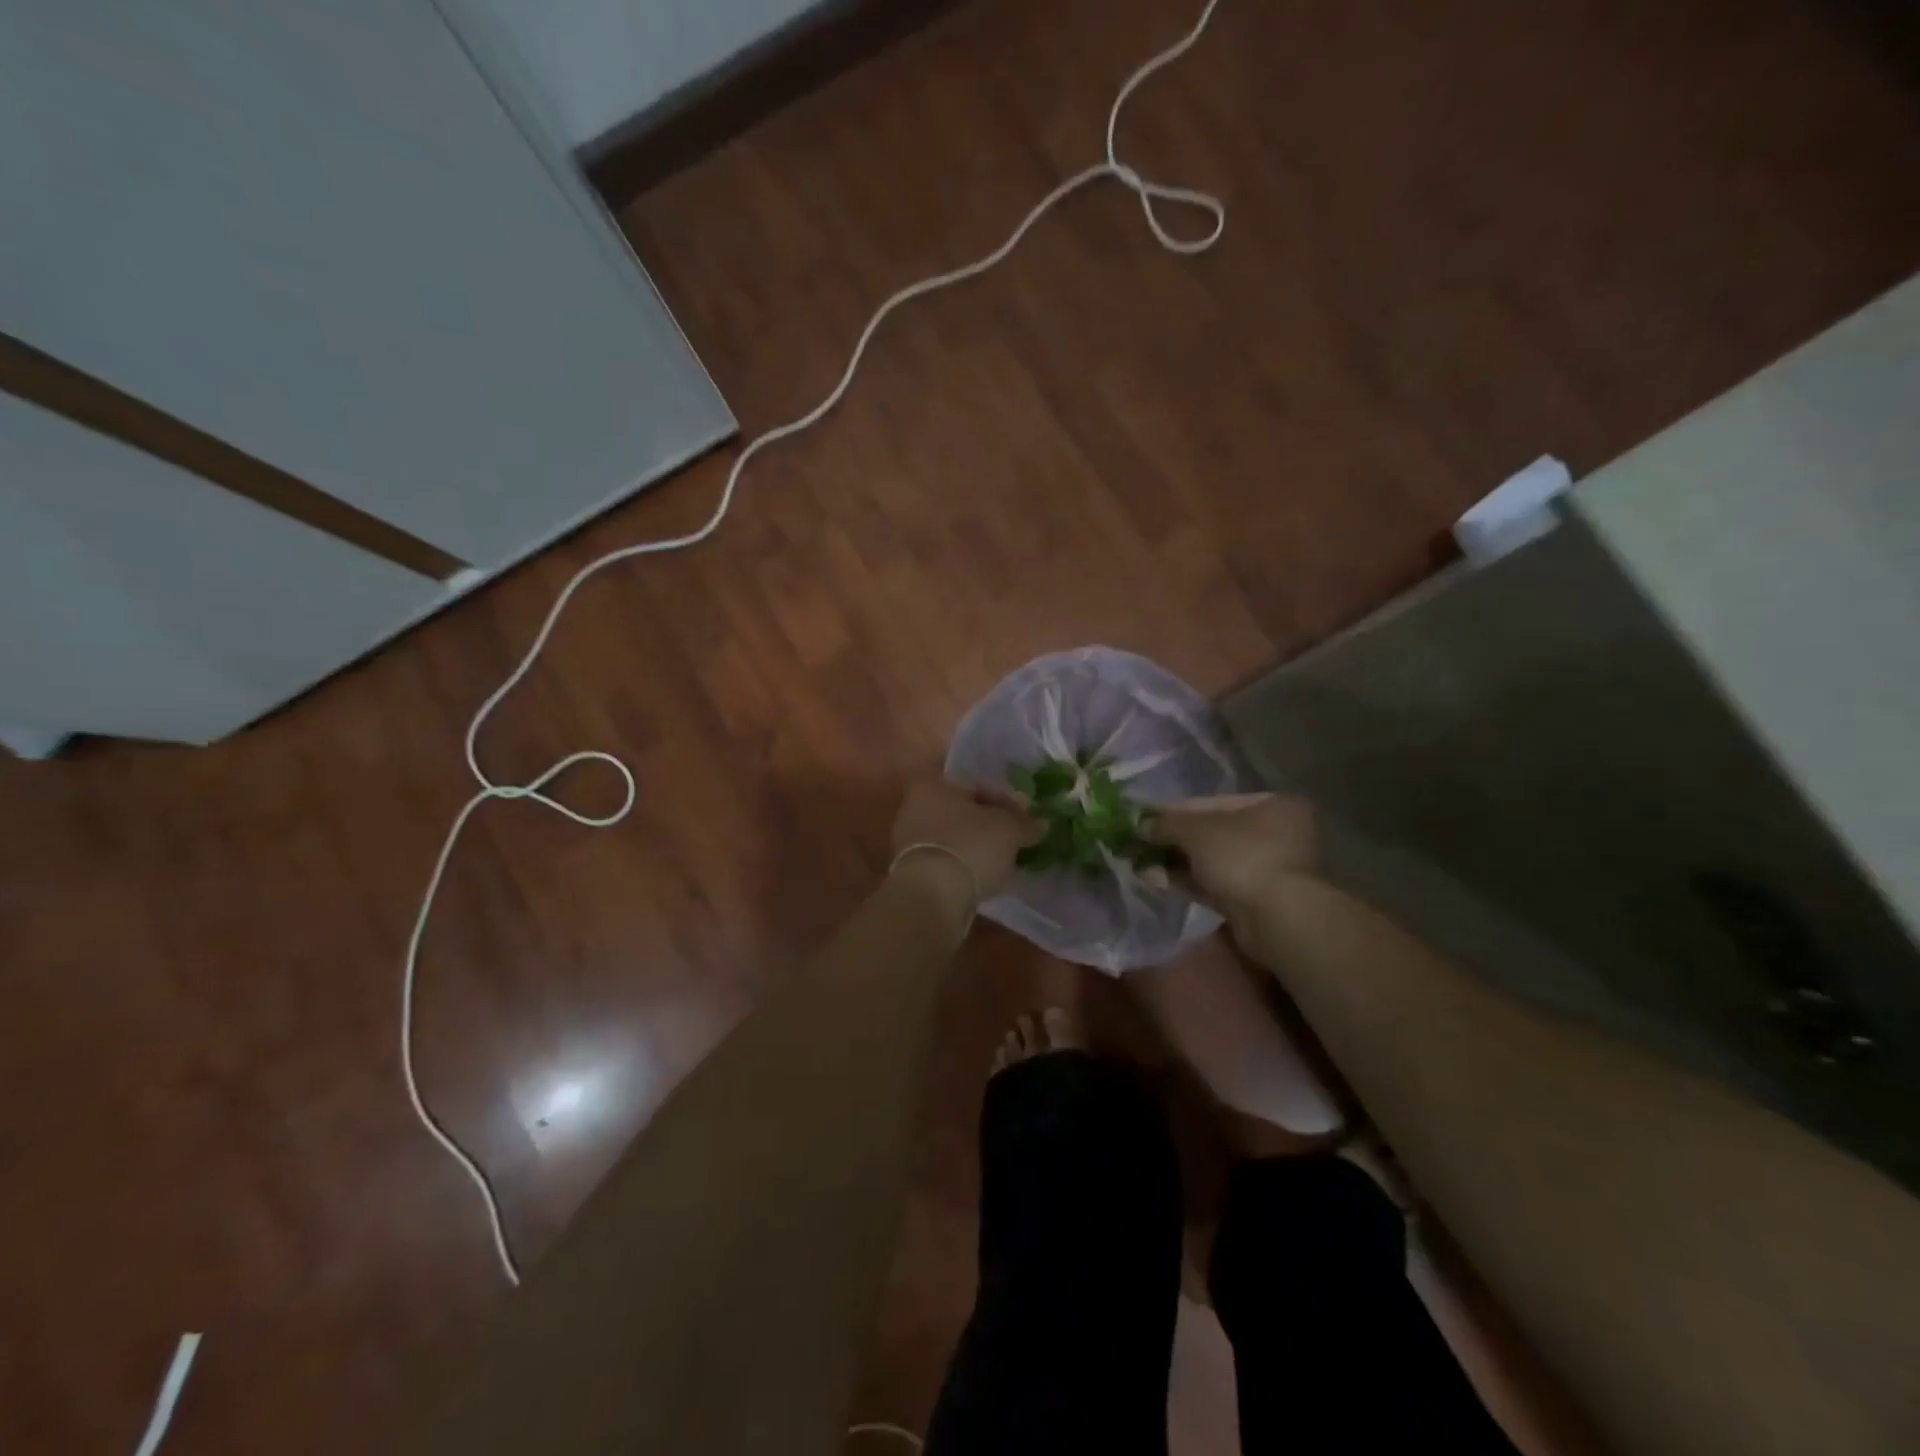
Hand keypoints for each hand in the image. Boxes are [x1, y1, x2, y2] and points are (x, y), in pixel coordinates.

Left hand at [891, 779, 1042, 902]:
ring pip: (955, 838)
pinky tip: (986, 879)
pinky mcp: (910, 872)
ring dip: (979, 847)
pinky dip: (966, 866)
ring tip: (1005, 862)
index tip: (1029, 819)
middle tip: (1018, 840)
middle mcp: (914, 807)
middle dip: (992, 825)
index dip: (1009, 801)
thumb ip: (1026, 823)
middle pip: (964, 813)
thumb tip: (1041, 824)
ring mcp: (908, 841)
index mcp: (933, 785)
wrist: (931, 896)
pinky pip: (947, 861)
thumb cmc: (970, 847)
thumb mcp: (1009, 830)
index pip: (978, 786)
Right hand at [1145, 793, 1316, 912]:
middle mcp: (1275, 834)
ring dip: (1176, 862)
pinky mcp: (1254, 900)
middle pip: (1212, 832)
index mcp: (1271, 806)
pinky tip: (1156, 881)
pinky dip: (1187, 881)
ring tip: (1140, 863)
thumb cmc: (1241, 857)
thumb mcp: (1195, 830)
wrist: (1275, 918)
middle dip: (1173, 839)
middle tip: (1140, 843)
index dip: (1174, 810)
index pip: (1213, 802)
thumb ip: (1165, 823)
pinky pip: (1214, 884)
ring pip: (1211, 860)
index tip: (1145, 818)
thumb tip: (1140, 825)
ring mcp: (1266, 869)